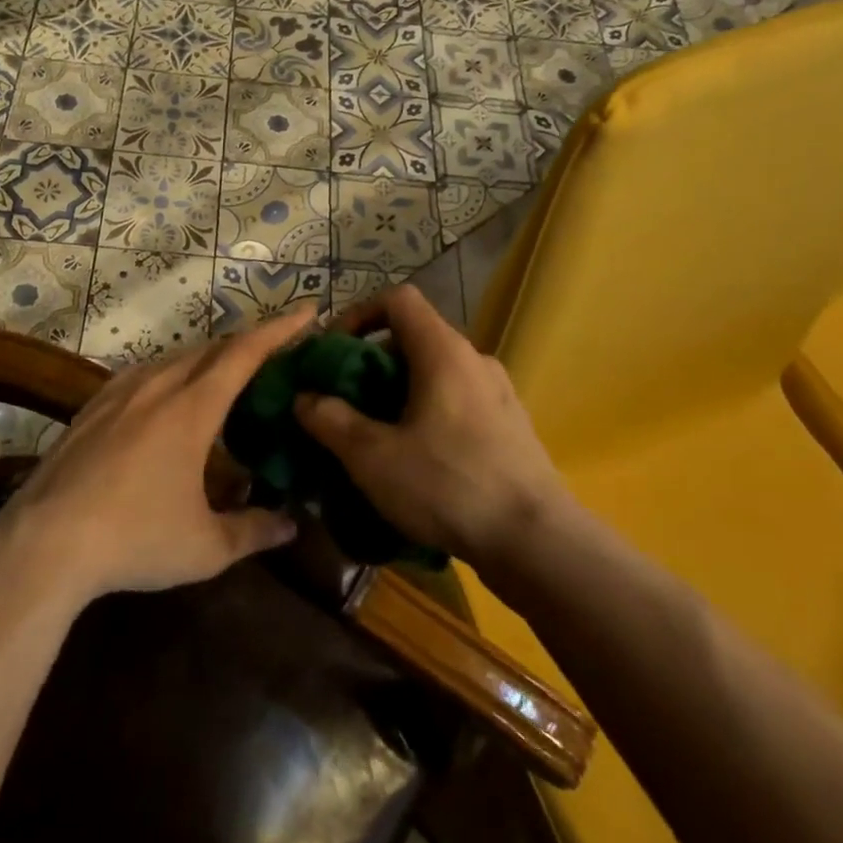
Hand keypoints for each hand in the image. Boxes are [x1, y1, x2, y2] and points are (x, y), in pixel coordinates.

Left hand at [0, 305, 317, 601]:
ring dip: (207, 358)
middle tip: (274, 351)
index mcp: (192, 408)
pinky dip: (170, 373)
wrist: (46, 542)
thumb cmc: (135, 539)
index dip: (280, 329)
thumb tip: (291, 525)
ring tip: (225, 374)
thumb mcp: (205, 546)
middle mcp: (158, 386)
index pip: (245, 353)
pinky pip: (143, 374)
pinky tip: (166, 396)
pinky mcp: (91, 408)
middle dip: (247, 343)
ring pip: (174, 358)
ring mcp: (119, 393)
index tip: (307, 311)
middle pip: (211, 349)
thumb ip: (253, 530)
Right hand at [293, 285, 564, 567]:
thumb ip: (331, 421)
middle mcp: (475, 360)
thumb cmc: (449, 486)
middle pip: (414, 338)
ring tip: (375, 435)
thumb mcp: (373, 457)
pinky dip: (427, 414)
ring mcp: (499, 394)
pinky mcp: (511, 427)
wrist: (538, 544)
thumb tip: (305, 398)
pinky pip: (457, 403)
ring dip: (399, 393)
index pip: (398, 299)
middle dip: (371, 363)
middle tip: (346, 402)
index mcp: (443, 352)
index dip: (358, 314)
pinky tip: (416, 461)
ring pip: (436, 374)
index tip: (334, 352)